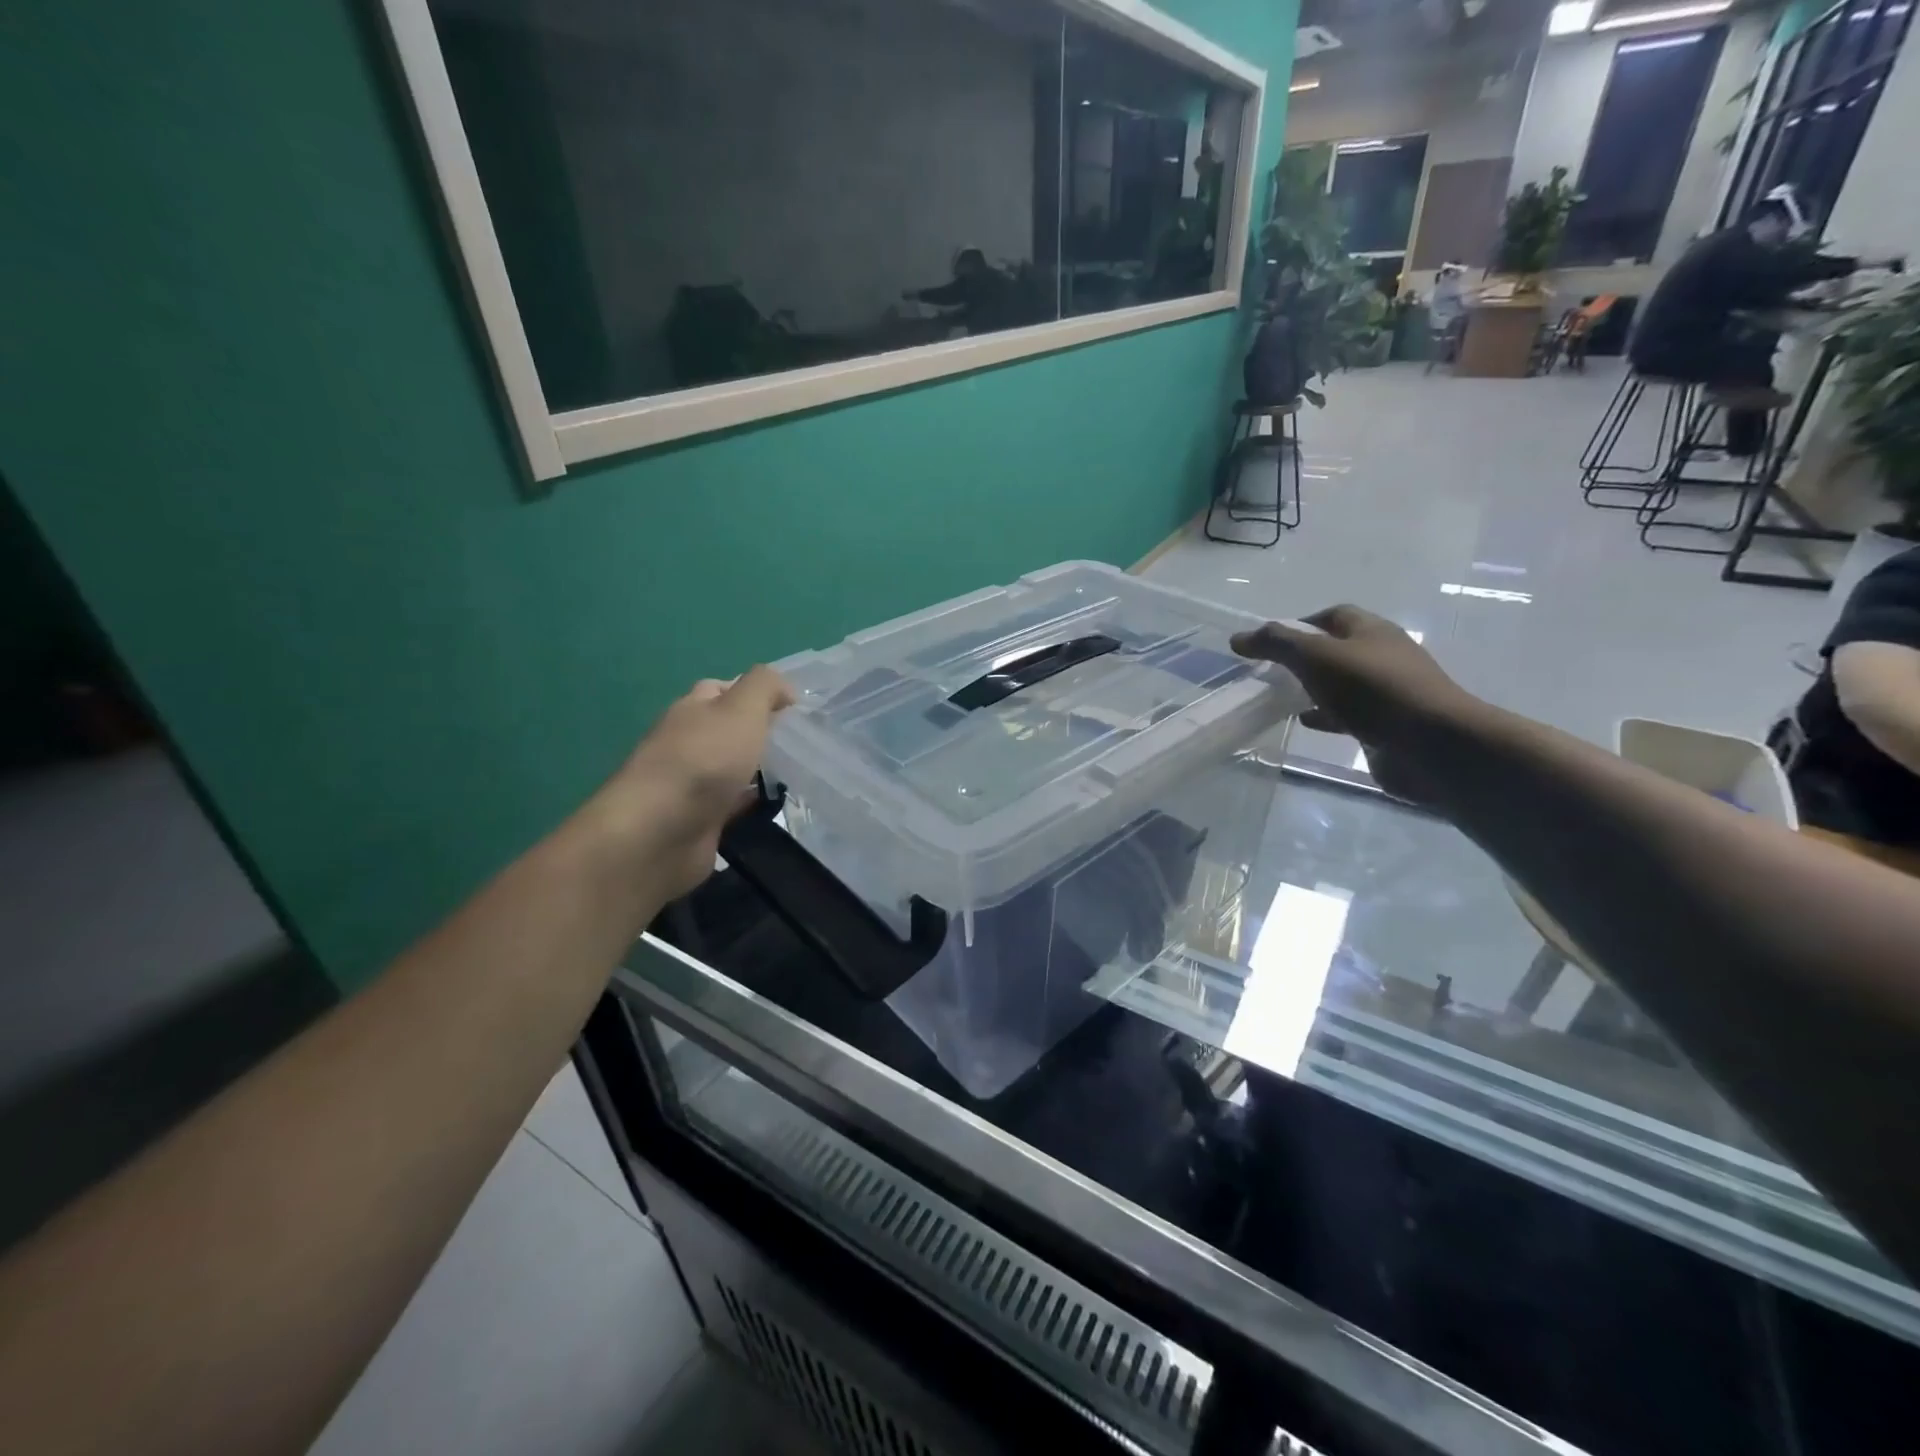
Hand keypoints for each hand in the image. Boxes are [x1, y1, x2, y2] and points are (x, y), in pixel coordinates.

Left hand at [603, 666, 794, 898]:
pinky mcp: (699, 820)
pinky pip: (732, 804)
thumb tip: (785, 690)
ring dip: (758, 768)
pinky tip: (776, 804)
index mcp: (691, 709)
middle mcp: (687, 742)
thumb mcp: (741, 707)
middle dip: (760, 732)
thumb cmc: (704, 760)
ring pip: (731, 768)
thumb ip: (764, 687)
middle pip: (727, 730)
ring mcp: (690, 784)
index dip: (755, 693)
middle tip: (801, 741)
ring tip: (798, 771)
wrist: (661, 832)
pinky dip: (751, 802)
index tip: (792, 708)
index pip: (721, 689)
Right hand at [1231, 606, 1481, 800]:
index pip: (1332, 615)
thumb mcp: (1316, 657)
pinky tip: (1307, 724)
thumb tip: (1239, 637)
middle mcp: (1383, 656)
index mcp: (1372, 630)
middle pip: (1338, 649)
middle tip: (1271, 672)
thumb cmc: (1372, 690)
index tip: (1269, 643)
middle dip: (1305, 657)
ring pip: (1342, 683)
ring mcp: (1388, 692)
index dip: (1299, 624)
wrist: (1430, 745)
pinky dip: (1326, 716)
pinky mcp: (1388, 725)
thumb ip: (1276, 644)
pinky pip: (1350, 714)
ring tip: (1282, 700)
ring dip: (1314, 689)